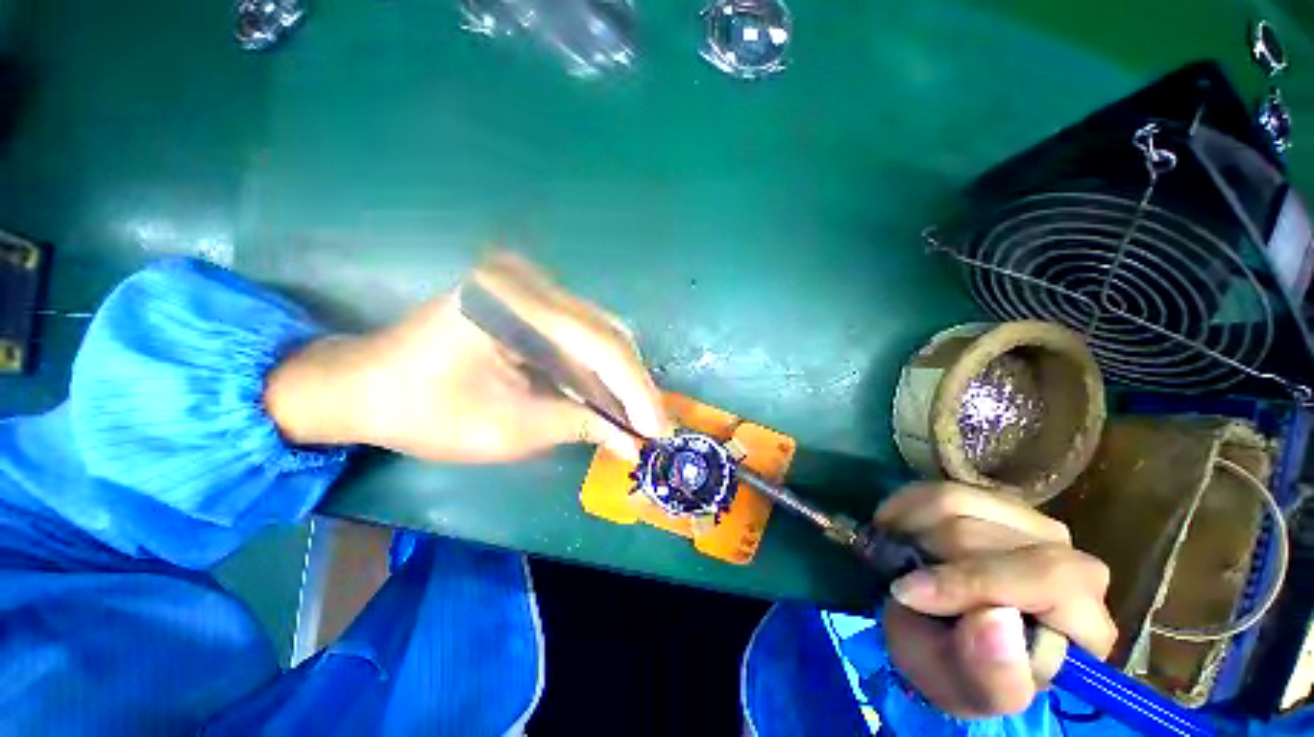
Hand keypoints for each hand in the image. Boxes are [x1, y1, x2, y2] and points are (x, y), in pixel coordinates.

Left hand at [264, 254, 670, 462]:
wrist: (363, 386)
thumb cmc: (424, 412)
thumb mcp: (508, 429)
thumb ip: (579, 425)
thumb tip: (631, 441)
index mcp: (514, 303)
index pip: (601, 345)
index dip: (636, 392)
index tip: (658, 429)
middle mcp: (529, 281)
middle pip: (606, 334)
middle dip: (632, 385)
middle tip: (650, 425)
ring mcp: (528, 287)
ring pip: (598, 334)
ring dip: (617, 379)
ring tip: (634, 417)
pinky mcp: (527, 302)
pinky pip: (578, 336)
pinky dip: (595, 370)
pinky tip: (607, 398)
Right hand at [875, 483, 1116, 717]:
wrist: (939, 636)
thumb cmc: (955, 669)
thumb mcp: (962, 689)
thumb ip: (990, 675)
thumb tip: (997, 619)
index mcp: (1083, 625)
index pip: (1051, 579)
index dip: (974, 582)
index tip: (908, 593)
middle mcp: (1071, 563)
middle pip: (991, 537)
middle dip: (931, 558)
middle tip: (898, 579)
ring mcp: (1033, 525)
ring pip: (959, 503)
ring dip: (912, 530)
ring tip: (897, 557)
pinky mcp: (995, 503)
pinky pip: (938, 487)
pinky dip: (905, 508)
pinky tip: (897, 531)